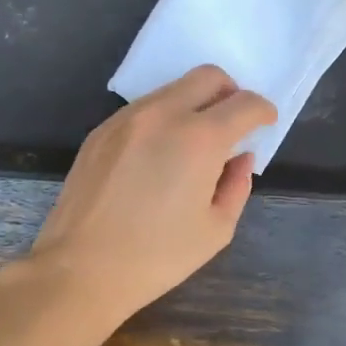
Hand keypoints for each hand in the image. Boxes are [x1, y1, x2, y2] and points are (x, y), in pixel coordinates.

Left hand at [10, 67, 275, 327]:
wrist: (80, 269)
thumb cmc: (156, 257)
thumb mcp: (215, 230)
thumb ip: (237, 185)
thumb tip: (239, 158)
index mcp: (199, 138)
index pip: (244, 103)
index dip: (263, 111)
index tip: (266, 123)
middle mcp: (162, 114)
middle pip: (207, 77)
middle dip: (230, 93)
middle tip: (233, 125)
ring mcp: (126, 118)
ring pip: (171, 89)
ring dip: (193, 105)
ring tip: (193, 146)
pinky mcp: (100, 131)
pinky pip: (143, 109)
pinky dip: (162, 119)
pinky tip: (157, 157)